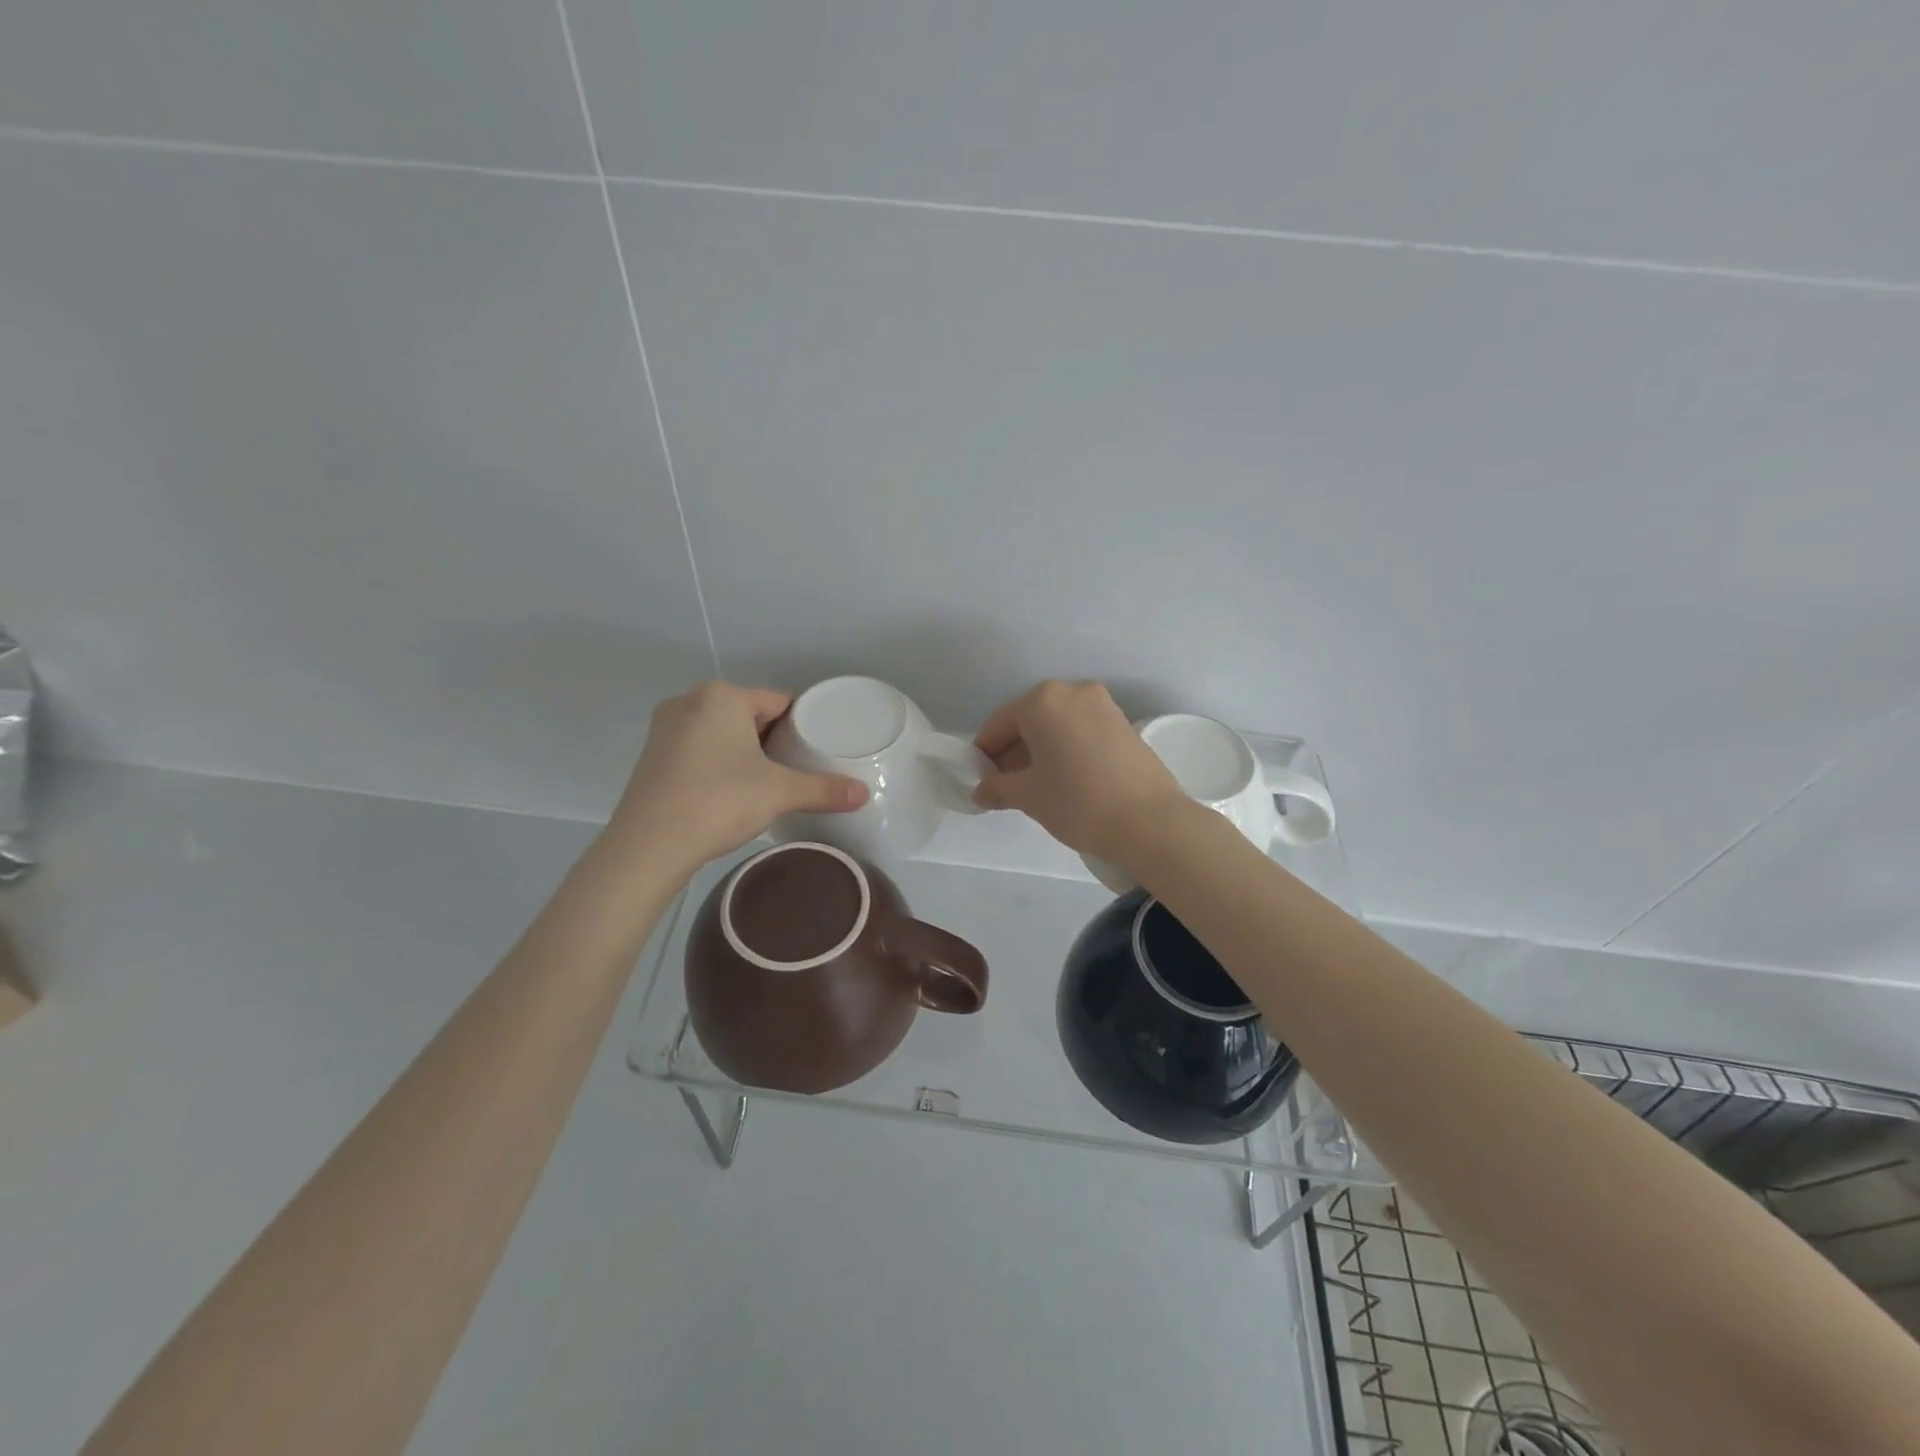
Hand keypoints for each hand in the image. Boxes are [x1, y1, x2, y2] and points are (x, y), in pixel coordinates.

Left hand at [601, 682, 868, 877]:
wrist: (649, 845)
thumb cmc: (719, 801)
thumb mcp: (779, 793)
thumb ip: (823, 789)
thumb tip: (864, 794)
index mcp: (722, 696)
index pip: (778, 701)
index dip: (802, 725)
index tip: (818, 749)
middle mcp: (690, 701)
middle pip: (748, 714)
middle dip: (773, 738)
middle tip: (799, 767)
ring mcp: (665, 728)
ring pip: (721, 731)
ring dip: (744, 750)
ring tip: (769, 780)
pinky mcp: (652, 755)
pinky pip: (698, 748)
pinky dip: (718, 762)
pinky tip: (732, 790)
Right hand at [971, 680, 1185, 865]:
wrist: (1150, 821)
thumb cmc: (1077, 801)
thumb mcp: (1029, 796)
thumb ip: (998, 788)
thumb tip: (982, 791)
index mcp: (1042, 700)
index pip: (1000, 723)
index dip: (985, 753)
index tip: (980, 780)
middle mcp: (1073, 692)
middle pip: (1030, 720)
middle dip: (1013, 751)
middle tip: (1005, 786)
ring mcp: (1103, 705)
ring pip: (1057, 725)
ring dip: (1040, 750)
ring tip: (1035, 786)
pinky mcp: (1124, 723)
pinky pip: (1081, 730)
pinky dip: (1066, 748)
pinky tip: (1065, 779)